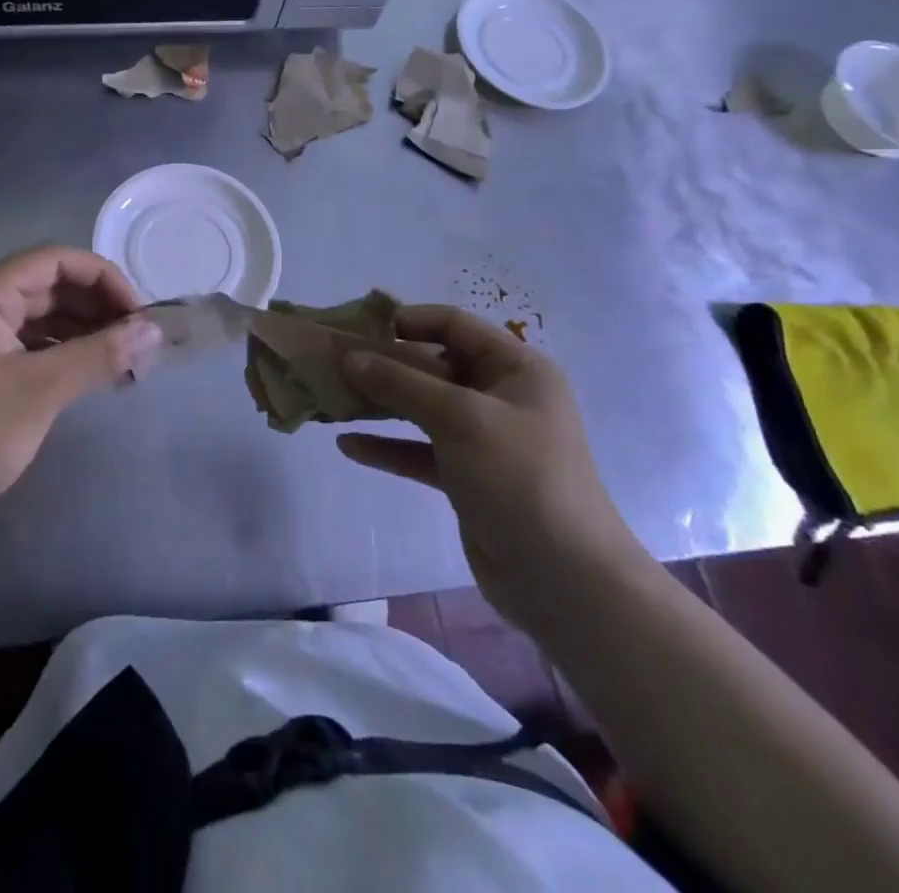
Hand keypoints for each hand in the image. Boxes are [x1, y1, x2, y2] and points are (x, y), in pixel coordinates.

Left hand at [0, 246, 159, 544]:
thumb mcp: (40, 391)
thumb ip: (99, 355)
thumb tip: (155, 331)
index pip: (54, 260)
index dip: (103, 279)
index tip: (139, 314)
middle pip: (49, 285)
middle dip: (97, 307)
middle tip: (139, 340)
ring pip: (43, 316)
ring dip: (85, 331)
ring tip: (126, 359)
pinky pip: (31, 344)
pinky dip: (64, 353)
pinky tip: (94, 374)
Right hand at [336, 305, 647, 631]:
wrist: (563, 578)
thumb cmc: (518, 476)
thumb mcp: (458, 417)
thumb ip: (401, 383)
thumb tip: (350, 358)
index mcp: (516, 369)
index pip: (456, 325)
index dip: (411, 320)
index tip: (364, 328)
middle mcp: (501, 396)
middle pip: (435, 366)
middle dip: (387, 364)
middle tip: (338, 363)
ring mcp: (484, 438)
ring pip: (423, 408)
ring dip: (382, 404)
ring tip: (335, 398)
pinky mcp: (467, 476)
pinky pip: (420, 450)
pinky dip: (388, 446)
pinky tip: (349, 445)